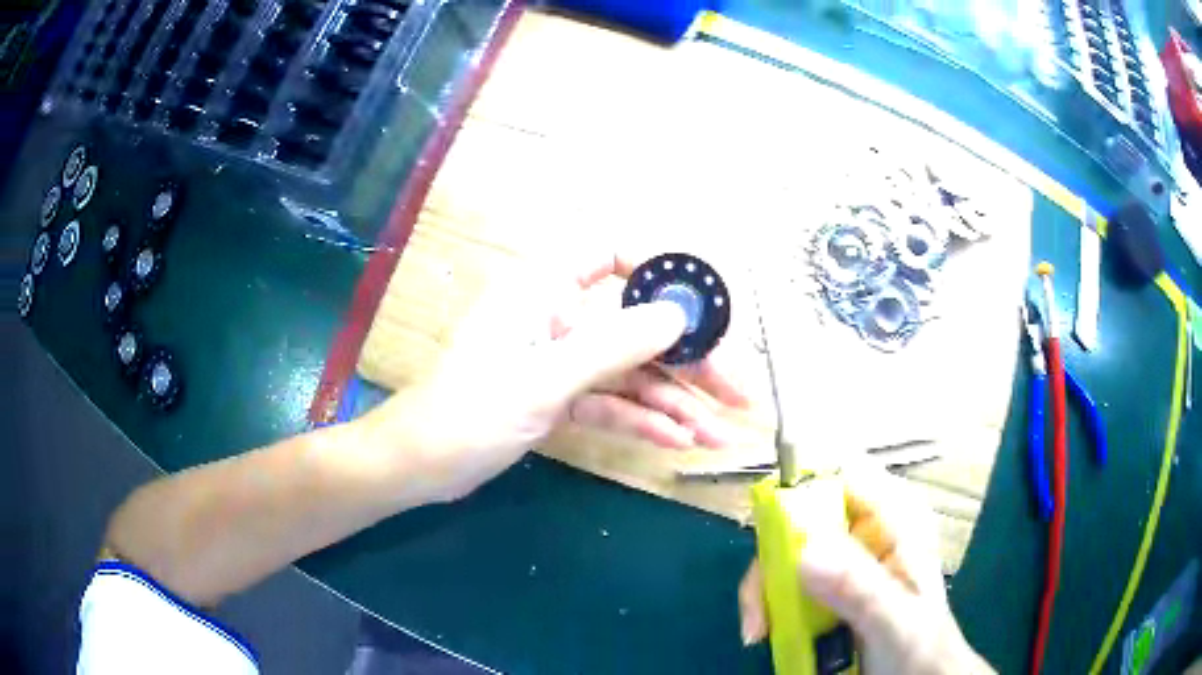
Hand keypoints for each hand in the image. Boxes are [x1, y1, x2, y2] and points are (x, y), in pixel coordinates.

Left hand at [363, 252, 749, 503]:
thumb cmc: (469, 411)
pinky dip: (641, 420)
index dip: (656, 268)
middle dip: (686, 361)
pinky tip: (678, 441)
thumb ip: (612, 346)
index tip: (698, 306)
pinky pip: (609, 401)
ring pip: (628, 371)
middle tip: (736, 392)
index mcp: (543, 288)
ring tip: (716, 434)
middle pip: (635, 326)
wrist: (420, 466)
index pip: (608, 251)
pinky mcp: (558, 396)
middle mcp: (556, 316)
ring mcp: (559, 359)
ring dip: (672, 402)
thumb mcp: (544, 380)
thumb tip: (675, 317)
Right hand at [737, 468, 992, 674]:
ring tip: (758, 631)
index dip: (800, 485)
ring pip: (786, 549)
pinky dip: (769, 604)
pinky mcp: (827, 583)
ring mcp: (845, 557)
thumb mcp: (894, 620)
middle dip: (772, 557)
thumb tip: (804, 551)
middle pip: (802, 514)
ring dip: (765, 588)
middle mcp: (867, 527)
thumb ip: (859, 588)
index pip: (844, 473)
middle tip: (758, 608)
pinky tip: (766, 632)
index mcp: (896, 516)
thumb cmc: (919, 648)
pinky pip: (784, 578)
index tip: (768, 529)